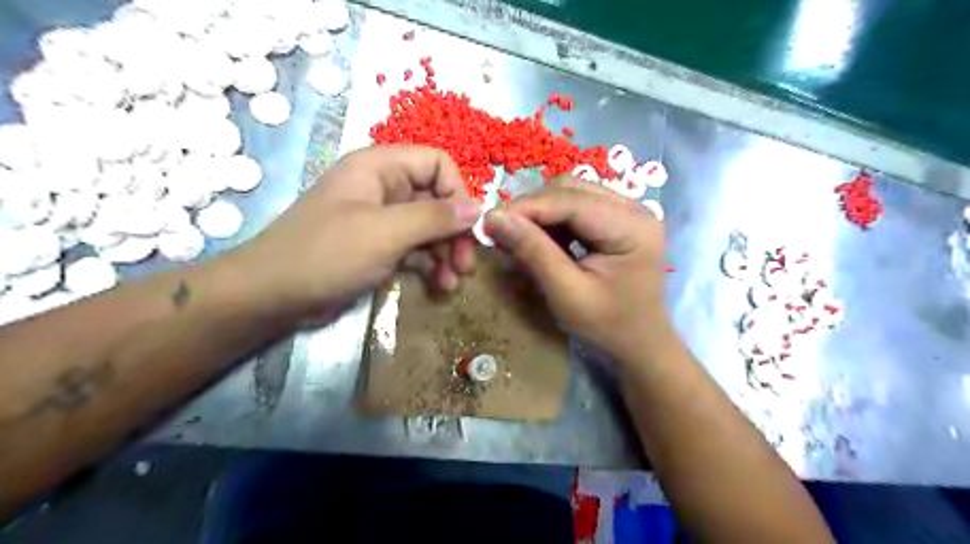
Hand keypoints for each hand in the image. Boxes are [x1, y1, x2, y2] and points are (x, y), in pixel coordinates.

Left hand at [232, 147, 480, 317]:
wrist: (274, 296)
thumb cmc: (327, 254)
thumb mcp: (385, 233)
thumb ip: (434, 218)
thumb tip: (478, 208)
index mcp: (381, 168)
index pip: (437, 164)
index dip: (457, 192)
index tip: (468, 228)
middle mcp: (385, 188)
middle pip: (437, 200)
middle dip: (455, 233)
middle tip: (467, 266)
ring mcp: (382, 219)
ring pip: (429, 228)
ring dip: (446, 253)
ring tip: (453, 283)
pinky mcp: (380, 246)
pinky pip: (416, 248)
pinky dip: (431, 265)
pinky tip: (440, 285)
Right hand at [489, 180, 672, 359]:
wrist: (640, 343)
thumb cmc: (608, 325)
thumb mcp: (567, 294)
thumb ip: (533, 252)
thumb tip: (495, 218)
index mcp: (631, 226)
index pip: (570, 200)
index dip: (525, 207)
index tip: (489, 222)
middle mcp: (633, 208)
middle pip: (569, 189)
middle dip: (531, 209)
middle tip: (501, 233)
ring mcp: (626, 211)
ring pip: (569, 194)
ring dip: (539, 214)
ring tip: (517, 240)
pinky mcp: (616, 220)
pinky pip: (575, 208)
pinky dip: (551, 222)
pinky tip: (538, 242)